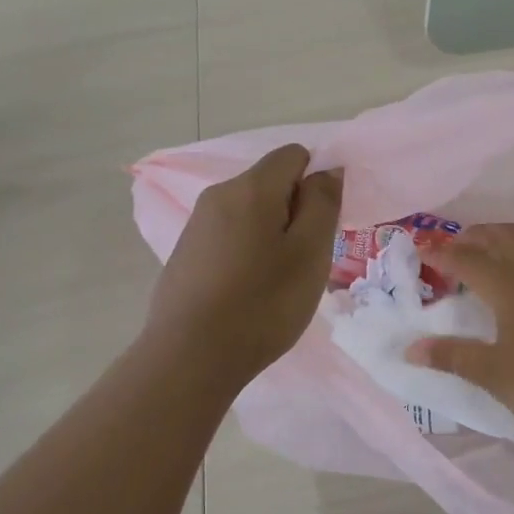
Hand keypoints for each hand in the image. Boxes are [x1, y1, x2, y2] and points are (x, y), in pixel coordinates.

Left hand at [146, 145, 342, 387]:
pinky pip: (229, 236)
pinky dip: (247, 253)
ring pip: (249, 212)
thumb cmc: (263, 303)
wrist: (190, 358)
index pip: (294, 155)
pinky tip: (248, 292)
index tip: (321, 227)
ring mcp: (196, 225)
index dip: (316, 182)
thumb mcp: (310, 253)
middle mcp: (218, 195)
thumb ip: (323, 203)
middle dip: (295, 211)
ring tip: (277, 281)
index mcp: (251, 188)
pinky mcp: (185, 254)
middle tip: (304, 260)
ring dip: (272, 235)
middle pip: (270, 183)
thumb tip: (328, 169)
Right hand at [408, 224, 513, 440]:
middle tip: (461, 245)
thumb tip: (411, 349)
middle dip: (481, 235)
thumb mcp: (491, 374)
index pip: (469, 261)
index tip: (422, 250)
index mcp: (511, 287)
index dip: (443, 253)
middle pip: (509, 237)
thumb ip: (451, 356)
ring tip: (512, 246)